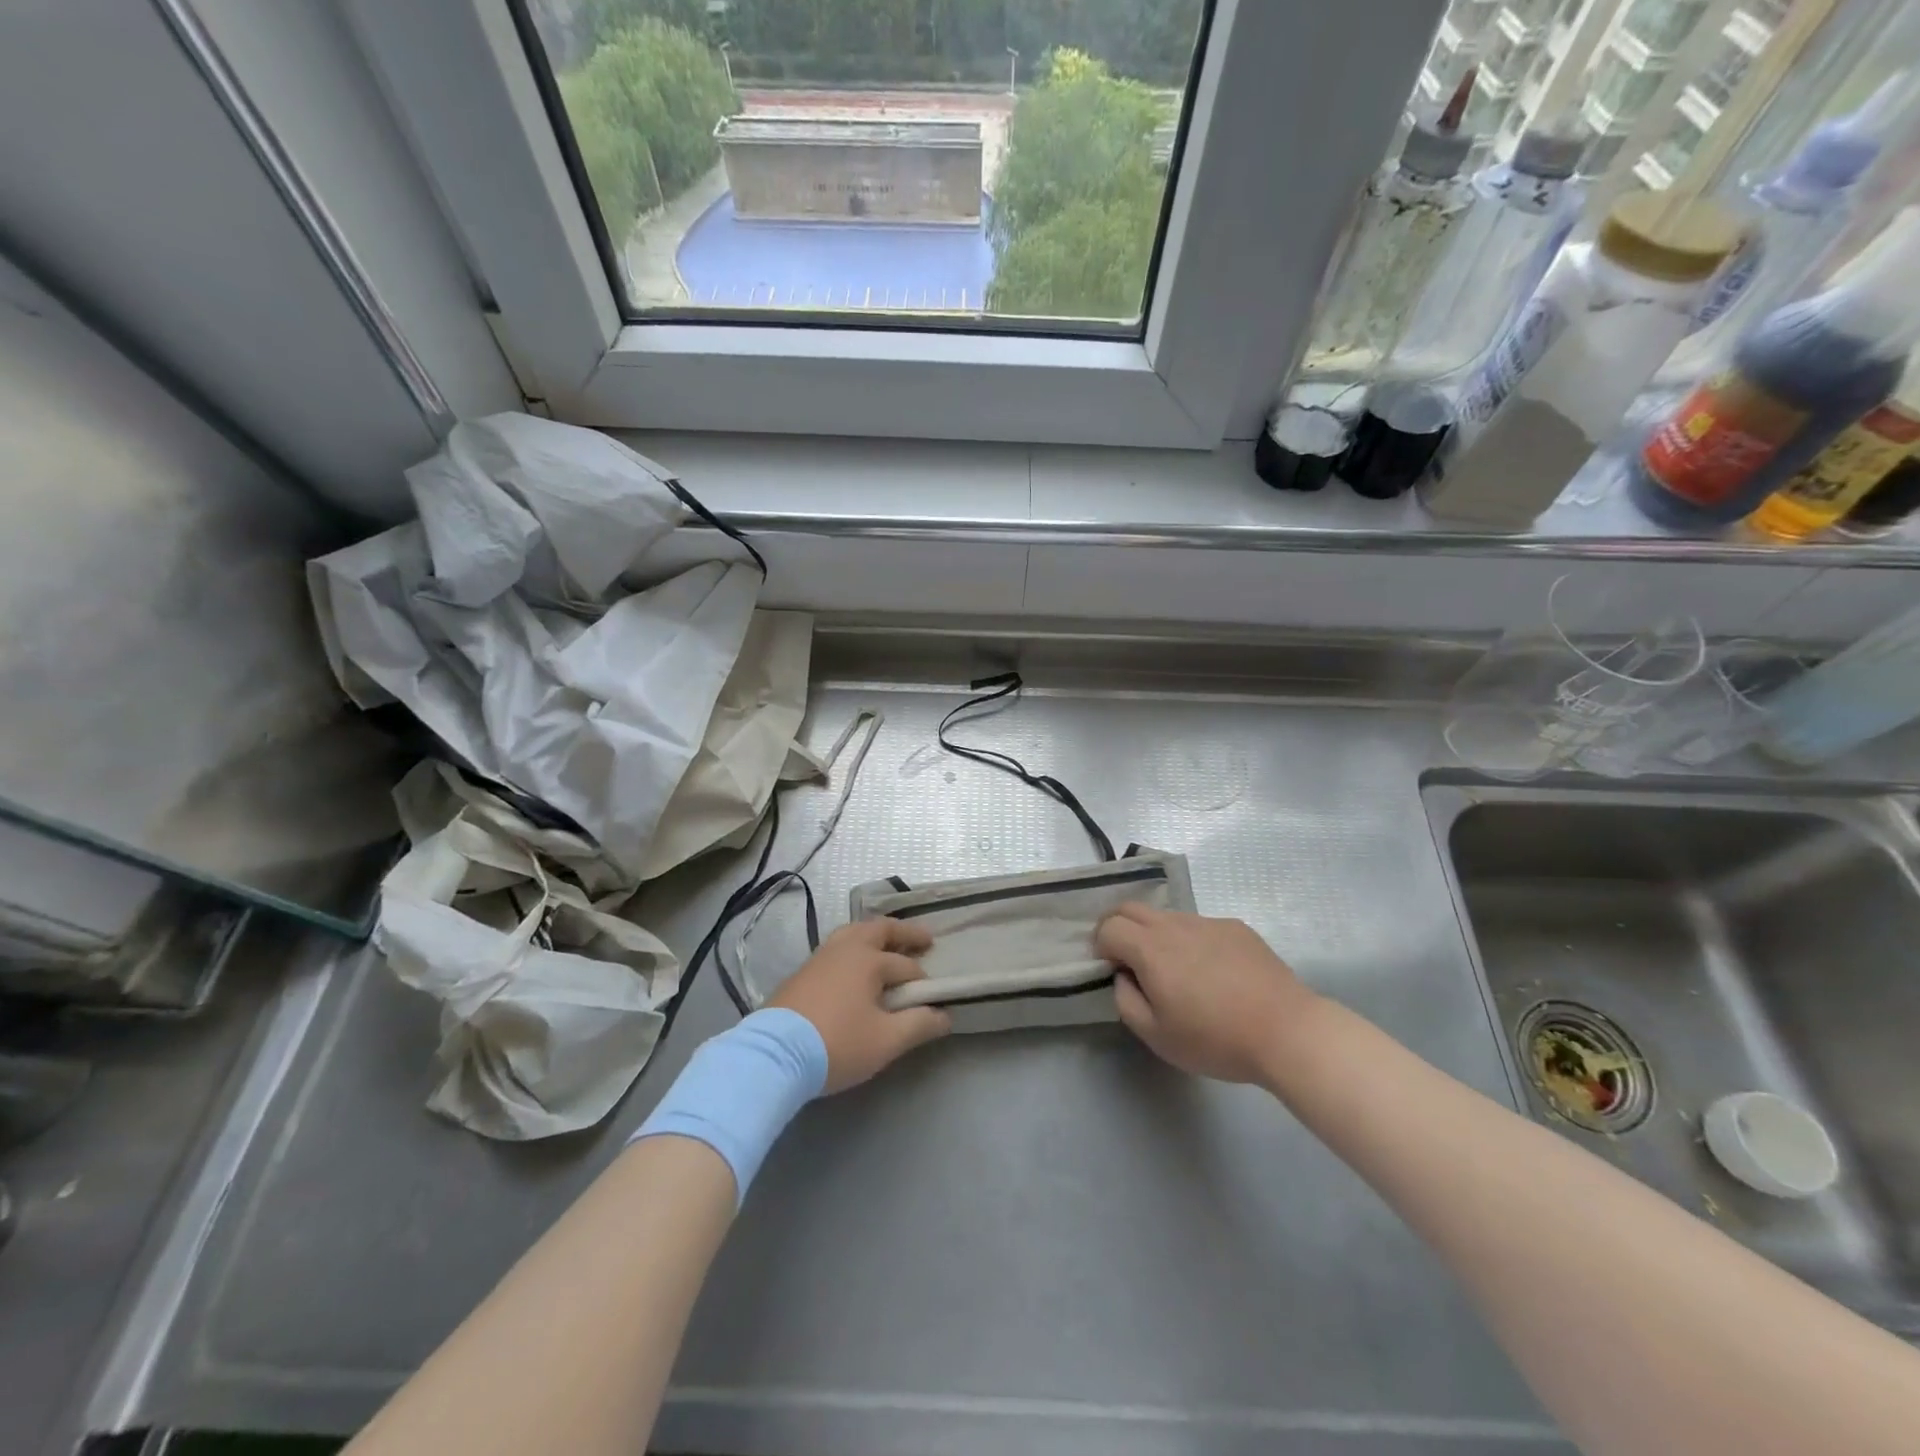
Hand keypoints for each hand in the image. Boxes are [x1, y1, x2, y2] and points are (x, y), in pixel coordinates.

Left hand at [769, 920, 951, 1092]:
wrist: (774, 1056)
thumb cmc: (837, 1044)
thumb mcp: (886, 1041)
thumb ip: (919, 1025)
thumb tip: (945, 1016)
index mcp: (868, 959)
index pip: (906, 965)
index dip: (923, 981)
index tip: (935, 997)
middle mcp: (845, 948)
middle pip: (879, 929)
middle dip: (904, 933)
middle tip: (924, 939)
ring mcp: (820, 957)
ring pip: (853, 933)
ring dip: (875, 936)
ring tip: (888, 946)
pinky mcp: (802, 972)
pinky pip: (836, 947)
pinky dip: (854, 947)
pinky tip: (854, 967)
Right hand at [1095, 904, 1318, 1084]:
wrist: (1287, 1031)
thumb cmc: (1216, 1038)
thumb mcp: (1157, 1036)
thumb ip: (1126, 1001)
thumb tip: (1123, 977)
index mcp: (1151, 948)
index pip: (1109, 926)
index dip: (1101, 945)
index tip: (1112, 970)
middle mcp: (1175, 924)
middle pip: (1131, 907)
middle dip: (1118, 927)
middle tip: (1127, 959)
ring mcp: (1208, 922)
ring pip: (1166, 916)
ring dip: (1154, 934)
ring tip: (1175, 971)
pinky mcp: (1236, 927)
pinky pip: (1199, 925)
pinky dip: (1190, 940)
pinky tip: (1212, 973)